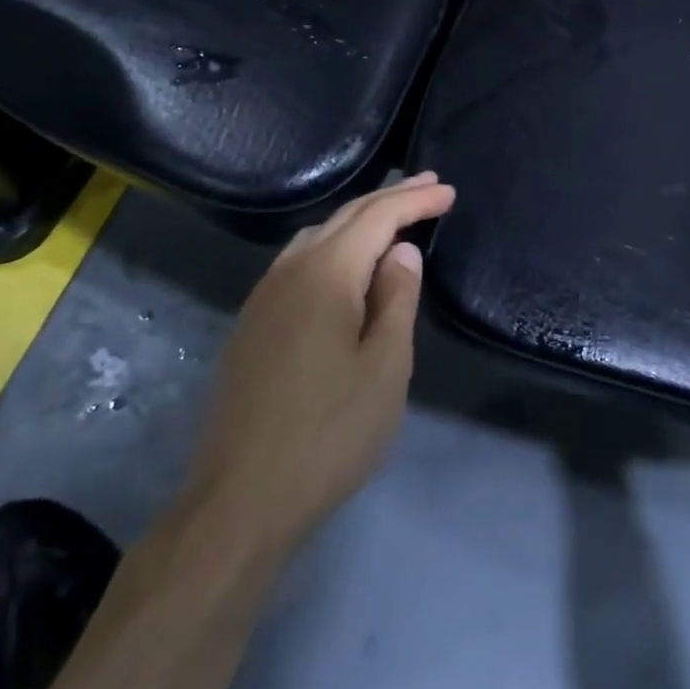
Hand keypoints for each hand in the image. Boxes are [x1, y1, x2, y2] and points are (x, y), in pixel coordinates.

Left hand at [180, 172, 455, 557]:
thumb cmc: (329, 434)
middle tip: (429, 187)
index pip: (377, 217)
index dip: (415, 200)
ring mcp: (263, 298)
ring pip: (316, 236)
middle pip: (345, 218)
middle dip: (390, 199)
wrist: (239, 501)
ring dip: (359, 220)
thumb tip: (400, 250)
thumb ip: (397, 299)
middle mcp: (288, 272)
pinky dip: (333, 246)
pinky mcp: (252, 325)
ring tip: (393, 217)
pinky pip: (298, 262)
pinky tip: (345, 264)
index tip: (450, 191)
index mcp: (325, 275)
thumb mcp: (385, 368)